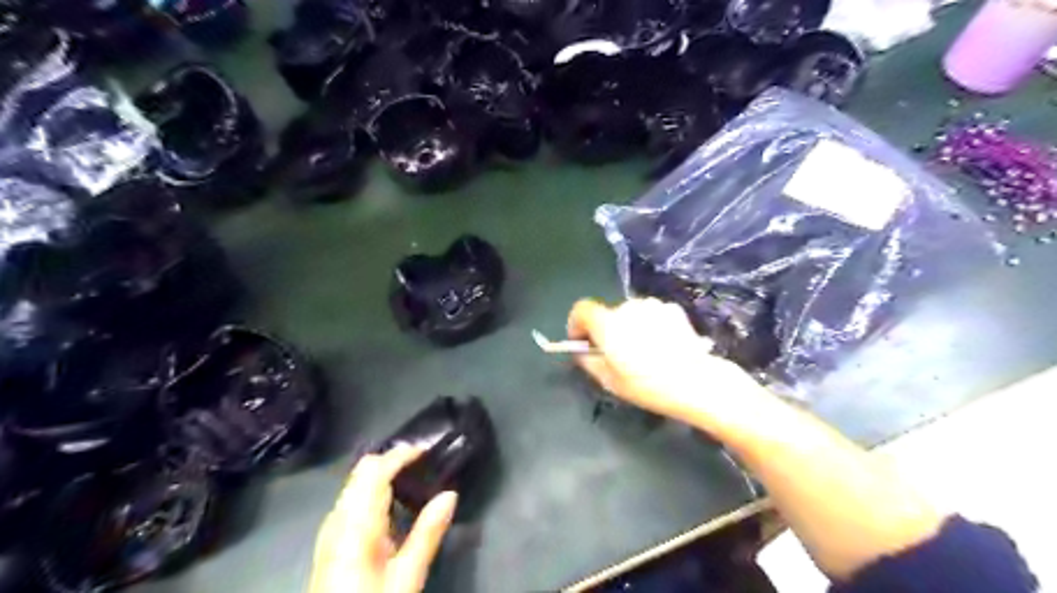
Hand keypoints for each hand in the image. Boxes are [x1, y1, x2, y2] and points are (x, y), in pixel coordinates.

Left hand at [311, 447, 459, 592]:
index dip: (401, 454)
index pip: (376, 470)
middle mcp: (339, 517)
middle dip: (392, 459)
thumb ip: (428, 532)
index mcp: (357, 522)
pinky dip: (372, 489)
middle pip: (362, 470)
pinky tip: (391, 505)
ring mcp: (330, 528)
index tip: (428, 450)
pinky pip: (351, 498)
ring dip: (382, 472)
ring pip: (355, 482)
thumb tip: (450, 494)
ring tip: (413, 479)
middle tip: (423, 463)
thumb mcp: (408, 576)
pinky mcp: (330, 540)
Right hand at [570, 299, 768, 423]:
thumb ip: (588, 361)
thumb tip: (582, 352)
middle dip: (607, 330)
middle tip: (617, 354)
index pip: (582, 309)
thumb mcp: (609, 381)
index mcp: (608, 323)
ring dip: (629, 327)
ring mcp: (653, 305)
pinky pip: (651, 314)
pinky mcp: (672, 309)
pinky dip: (650, 325)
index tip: (582, 341)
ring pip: (631, 313)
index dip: (577, 323)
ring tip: (643, 352)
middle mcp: (628, 307)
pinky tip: (661, 346)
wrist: (696, 381)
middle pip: (608, 313)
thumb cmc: (648, 385)